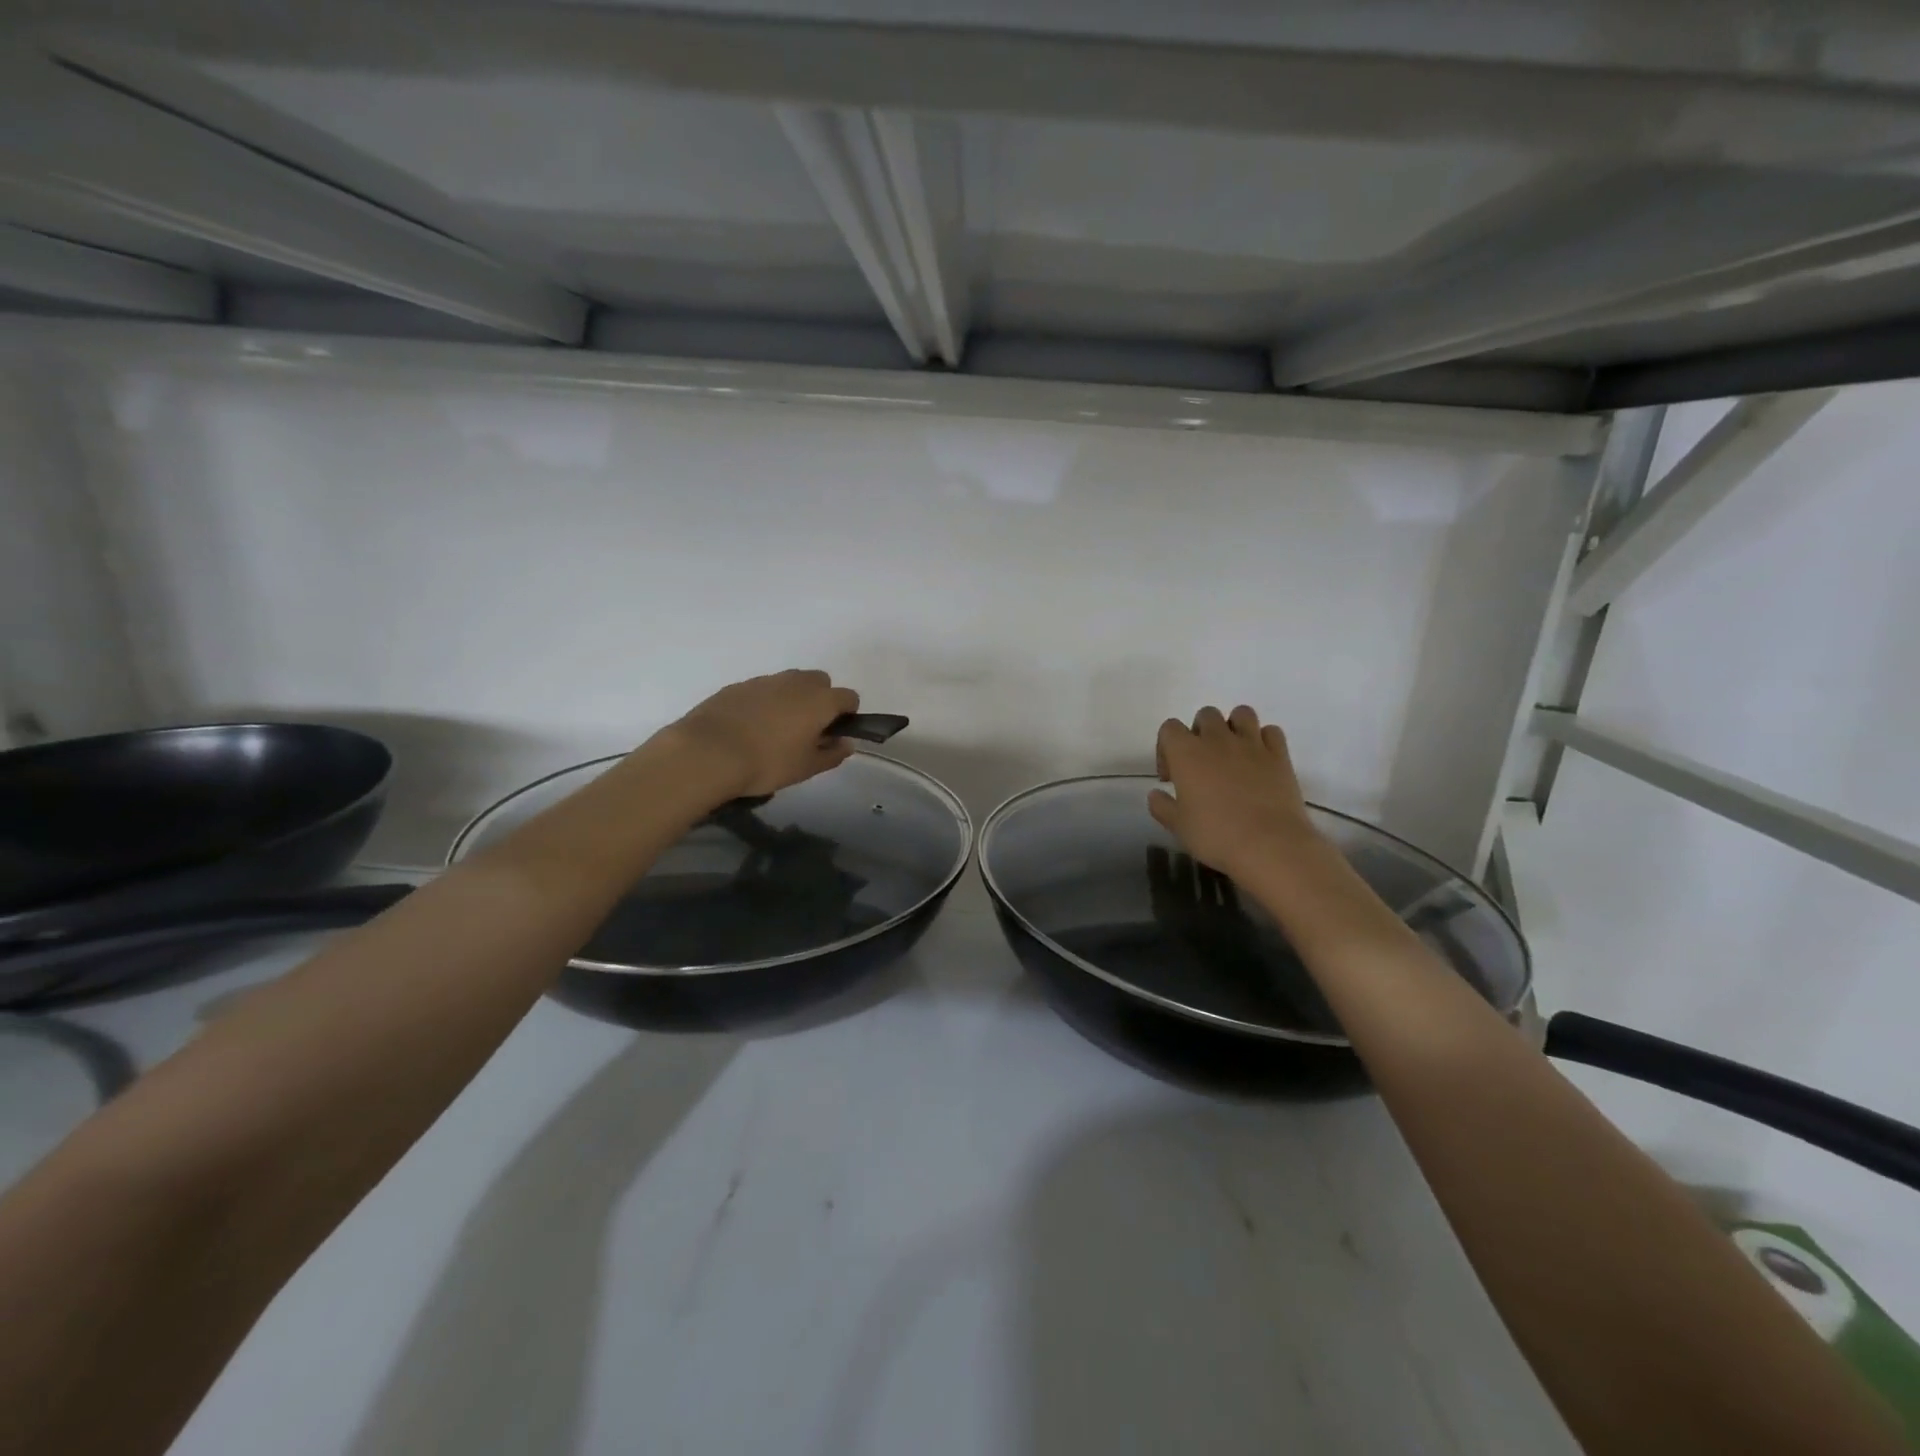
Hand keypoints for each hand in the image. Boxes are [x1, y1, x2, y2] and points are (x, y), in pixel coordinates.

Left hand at [660, 669, 860, 798]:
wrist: (708, 752)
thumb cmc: (767, 763)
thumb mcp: (806, 768)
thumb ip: (832, 754)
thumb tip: (845, 743)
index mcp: (820, 700)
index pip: (849, 697)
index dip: (848, 715)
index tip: (834, 734)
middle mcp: (796, 682)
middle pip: (820, 681)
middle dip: (820, 699)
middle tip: (807, 729)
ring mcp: (766, 680)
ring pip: (790, 682)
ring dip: (792, 698)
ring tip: (777, 729)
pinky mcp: (738, 685)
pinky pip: (763, 689)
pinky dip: (765, 702)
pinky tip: (751, 726)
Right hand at [1148, 706, 1320, 877]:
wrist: (1269, 846)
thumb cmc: (1216, 835)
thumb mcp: (1178, 826)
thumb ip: (1162, 806)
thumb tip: (1156, 794)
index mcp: (1187, 753)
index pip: (1169, 728)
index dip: (1166, 748)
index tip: (1171, 777)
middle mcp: (1218, 739)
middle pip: (1206, 715)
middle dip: (1200, 733)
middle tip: (1202, 763)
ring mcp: (1252, 744)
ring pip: (1241, 713)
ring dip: (1234, 727)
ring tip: (1232, 753)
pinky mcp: (1280, 755)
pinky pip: (1271, 732)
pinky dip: (1264, 740)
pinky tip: (1260, 760)